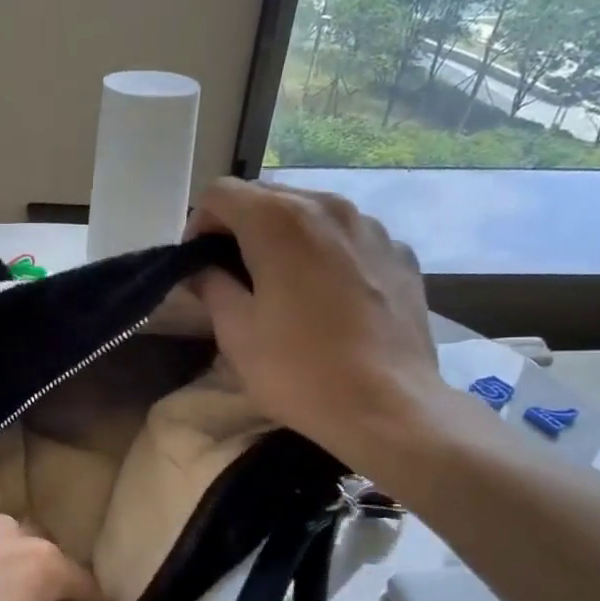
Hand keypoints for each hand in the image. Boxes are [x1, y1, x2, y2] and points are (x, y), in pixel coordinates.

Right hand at [186, 178, 444, 472]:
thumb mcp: (237, 333)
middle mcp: (328, 207)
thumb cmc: (299, 371)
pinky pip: (348, 238)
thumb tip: (202, 269)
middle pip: (267, 197)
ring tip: (282, 285)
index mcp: (280, 221)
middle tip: (232, 276)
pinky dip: (326, 253)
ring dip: (285, 238)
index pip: (221, 193)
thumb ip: (212, 286)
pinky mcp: (400, 254)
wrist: (388, 407)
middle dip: (240, 228)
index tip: (198, 266)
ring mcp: (372, 227)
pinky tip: (328, 298)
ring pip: (311, 213)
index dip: (199, 225)